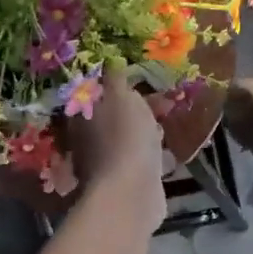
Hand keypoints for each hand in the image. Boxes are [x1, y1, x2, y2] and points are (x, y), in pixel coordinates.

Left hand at [69, 71, 164, 229]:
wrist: (131, 193)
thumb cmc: (125, 137)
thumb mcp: (121, 97)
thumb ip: (116, 78)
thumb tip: (110, 60)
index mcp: (83, 116)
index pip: (99, 93)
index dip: (122, 86)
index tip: (146, 83)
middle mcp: (88, 140)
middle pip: (115, 117)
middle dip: (140, 109)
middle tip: (165, 105)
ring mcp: (106, 164)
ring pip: (128, 140)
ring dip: (147, 133)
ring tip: (168, 127)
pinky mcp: (125, 183)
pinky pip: (141, 162)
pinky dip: (153, 156)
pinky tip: (169, 154)